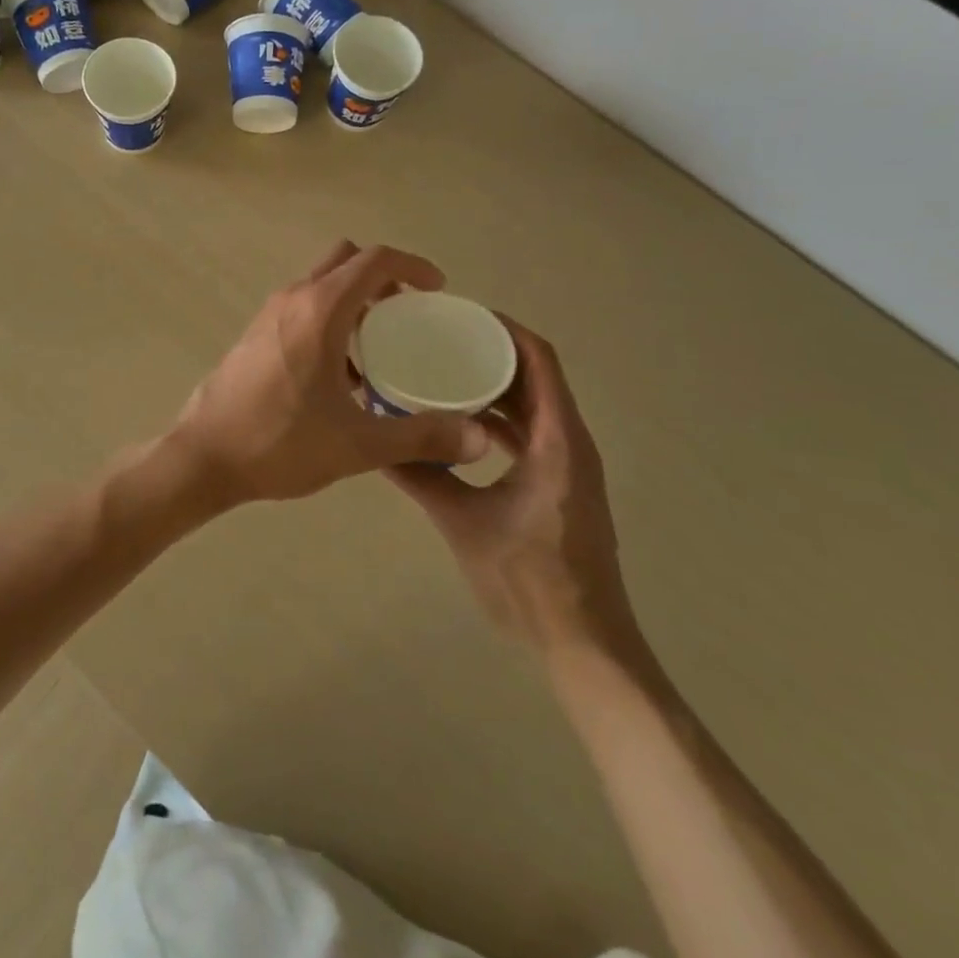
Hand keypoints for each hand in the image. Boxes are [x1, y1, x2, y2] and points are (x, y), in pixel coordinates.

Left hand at [171, 242, 490, 505]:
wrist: (203, 456)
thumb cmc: (279, 443)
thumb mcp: (358, 445)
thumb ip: (421, 437)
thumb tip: (478, 438)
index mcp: (320, 310)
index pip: (375, 260)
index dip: (413, 266)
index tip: (439, 291)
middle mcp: (292, 299)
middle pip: (346, 261)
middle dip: (383, 277)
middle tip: (410, 313)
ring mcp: (269, 315)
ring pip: (321, 284)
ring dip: (355, 299)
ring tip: (382, 345)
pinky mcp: (255, 335)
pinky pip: (302, 308)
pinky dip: (330, 318)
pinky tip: (342, 374)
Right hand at [388, 316, 637, 653]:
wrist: (584, 643)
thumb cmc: (529, 580)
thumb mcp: (463, 523)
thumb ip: (420, 478)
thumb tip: (373, 444)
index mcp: (556, 441)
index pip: (539, 360)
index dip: (504, 329)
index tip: (459, 314)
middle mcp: (570, 442)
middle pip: (536, 376)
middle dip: (492, 352)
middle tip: (440, 339)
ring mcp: (569, 465)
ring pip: (533, 405)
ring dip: (495, 385)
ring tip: (444, 372)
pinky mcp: (561, 484)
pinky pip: (530, 432)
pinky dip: (499, 418)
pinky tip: (459, 425)